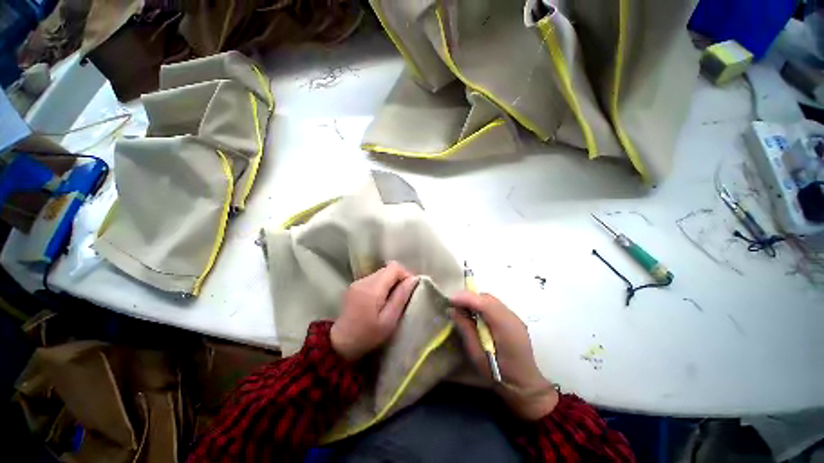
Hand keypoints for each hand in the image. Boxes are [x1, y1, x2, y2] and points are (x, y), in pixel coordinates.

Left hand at [331, 262, 418, 360]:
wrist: (340, 344)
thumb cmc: (367, 335)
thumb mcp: (389, 321)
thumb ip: (400, 297)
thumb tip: (413, 280)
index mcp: (372, 288)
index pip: (394, 267)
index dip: (405, 274)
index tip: (410, 289)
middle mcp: (364, 280)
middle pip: (387, 269)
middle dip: (398, 279)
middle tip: (402, 296)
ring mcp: (357, 282)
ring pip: (380, 273)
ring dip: (389, 282)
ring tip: (391, 300)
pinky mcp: (354, 286)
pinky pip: (373, 279)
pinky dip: (381, 285)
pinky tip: (380, 300)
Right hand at [450, 291, 557, 420]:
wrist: (525, 385)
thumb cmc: (499, 374)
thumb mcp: (477, 355)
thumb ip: (466, 329)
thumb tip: (453, 310)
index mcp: (504, 327)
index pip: (484, 303)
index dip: (466, 298)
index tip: (450, 299)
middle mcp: (512, 317)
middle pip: (487, 298)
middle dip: (469, 298)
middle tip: (454, 305)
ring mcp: (514, 317)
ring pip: (491, 300)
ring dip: (476, 301)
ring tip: (463, 309)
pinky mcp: (513, 319)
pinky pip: (495, 305)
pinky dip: (483, 305)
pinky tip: (476, 315)